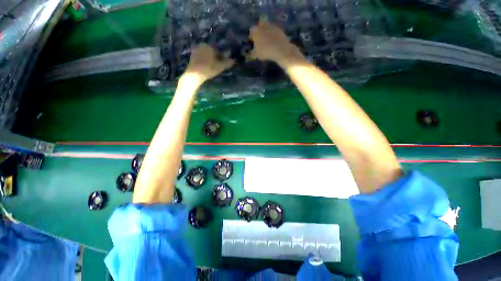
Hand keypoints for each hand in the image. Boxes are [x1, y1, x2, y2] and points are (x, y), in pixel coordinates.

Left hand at [183, 43, 233, 83]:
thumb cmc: (208, 69)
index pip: (218, 51)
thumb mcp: (220, 67)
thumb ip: (227, 63)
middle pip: (212, 52)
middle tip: (219, 66)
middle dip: (216, 58)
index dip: (222, 58)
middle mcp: (201, 45)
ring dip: (210, 60)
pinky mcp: (192, 56)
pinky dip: (205, 61)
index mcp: (208, 46)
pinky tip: (206, 68)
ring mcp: (195, 50)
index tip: (224, 64)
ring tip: (213, 68)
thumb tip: (234, 60)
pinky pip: (201, 58)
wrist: (194, 75)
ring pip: (206, 55)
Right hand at [249, 20, 301, 63]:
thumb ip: (251, 53)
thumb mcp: (256, 55)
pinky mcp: (278, 28)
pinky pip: (273, 31)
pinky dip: (272, 35)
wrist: (280, 49)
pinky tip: (273, 42)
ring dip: (265, 33)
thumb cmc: (265, 52)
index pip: (250, 33)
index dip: (251, 39)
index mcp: (255, 30)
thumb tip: (249, 52)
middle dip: (258, 33)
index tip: (253, 45)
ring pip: (266, 28)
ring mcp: (271, 25)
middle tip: (260, 42)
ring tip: (267, 42)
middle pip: (258, 27)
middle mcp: (262, 25)